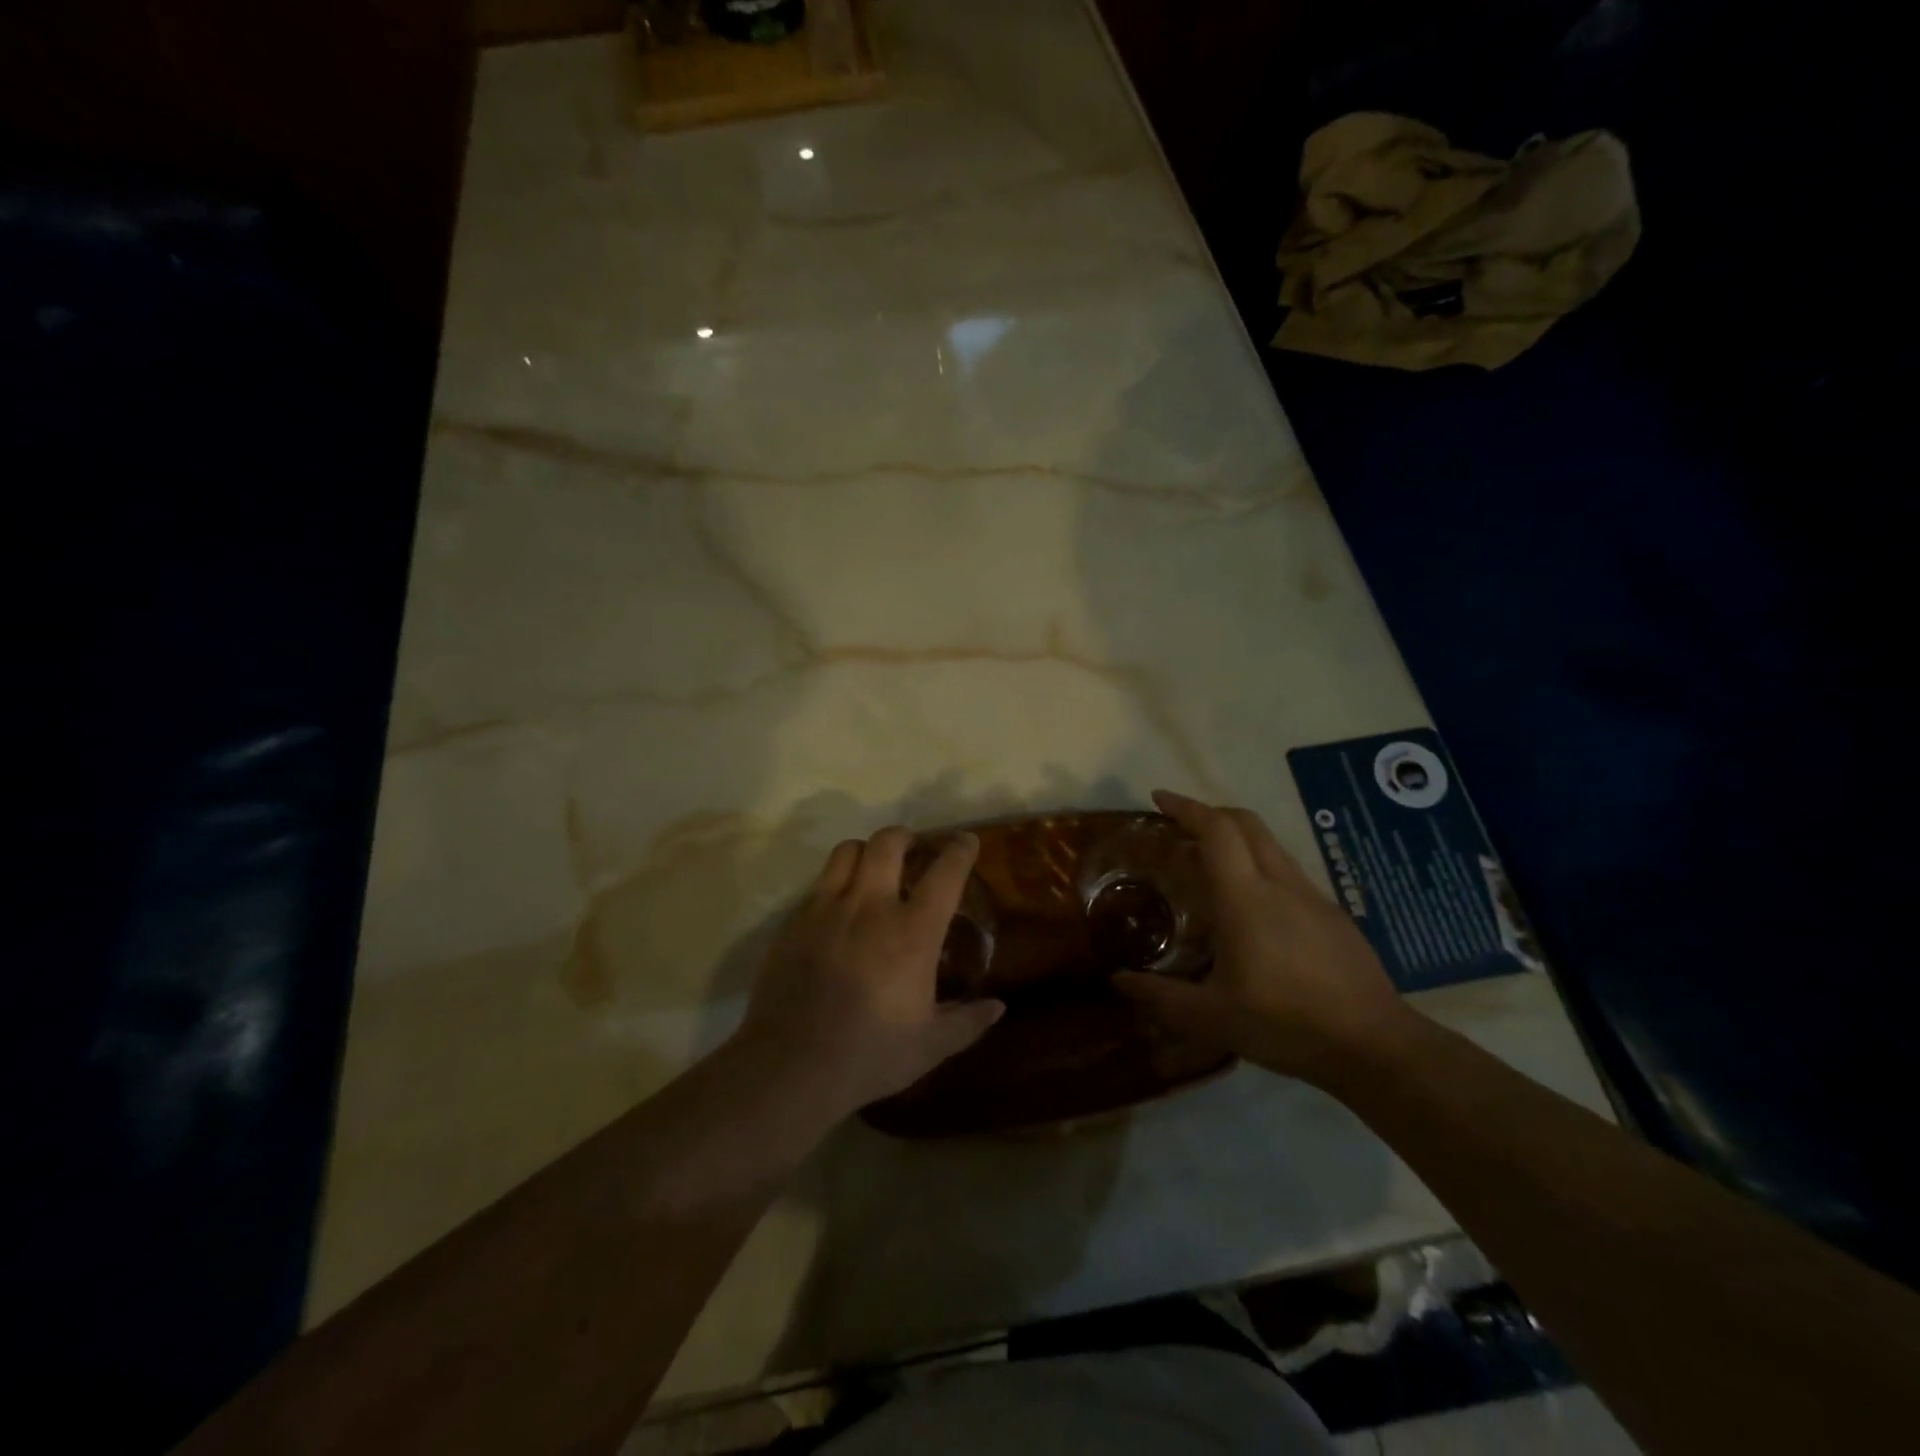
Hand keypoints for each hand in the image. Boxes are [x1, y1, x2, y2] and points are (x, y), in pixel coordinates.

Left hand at [729, 826, 1004, 1124]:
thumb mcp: (930, 1046)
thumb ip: (967, 1022)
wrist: (790, 1066)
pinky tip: (838, 909)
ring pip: (847, 851)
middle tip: (913, 849)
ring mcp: (826, 909)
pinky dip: (835, 883)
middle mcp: (870, 907)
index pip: (944, 873)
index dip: (960, 850)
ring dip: (866, 851)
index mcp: (911, 932)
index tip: (966, 842)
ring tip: (872, 868)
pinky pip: (818, 884)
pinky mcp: (794, 922)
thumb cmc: (869, 1055)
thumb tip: (998, 1007)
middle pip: (888, 843)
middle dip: (905, 836)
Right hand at [1114, 790, 1413, 1083]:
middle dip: (1210, 813)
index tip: (1159, 799)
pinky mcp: (1334, 916)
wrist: (1376, 1046)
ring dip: (1237, 839)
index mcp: (1246, 899)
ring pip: (1270, 846)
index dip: (1186, 808)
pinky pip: (1289, 873)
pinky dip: (1260, 867)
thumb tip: (1118, 981)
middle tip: (1180, 825)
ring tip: (1210, 864)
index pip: (1216, 830)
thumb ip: (1161, 997)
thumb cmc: (1286, 1024)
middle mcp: (1281, 885)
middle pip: (1247, 823)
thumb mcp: (1212, 1019)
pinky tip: (1253, 910)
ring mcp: (1313, 897)